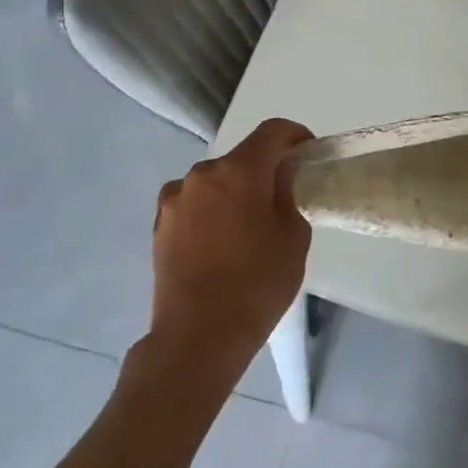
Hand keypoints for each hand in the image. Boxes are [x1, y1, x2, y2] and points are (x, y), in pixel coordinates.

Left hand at [149, 118, 313, 373]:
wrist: (197, 336)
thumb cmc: (257, 284)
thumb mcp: (293, 236)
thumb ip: (288, 194)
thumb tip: (280, 177)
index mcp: (239, 171)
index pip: (272, 131)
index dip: (295, 135)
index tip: (308, 154)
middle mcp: (202, 174)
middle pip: (242, 157)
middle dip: (264, 169)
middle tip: (282, 198)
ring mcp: (175, 199)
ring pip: (216, 181)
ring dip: (235, 191)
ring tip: (249, 226)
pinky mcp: (160, 225)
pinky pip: (195, 203)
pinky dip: (212, 210)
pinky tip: (222, 242)